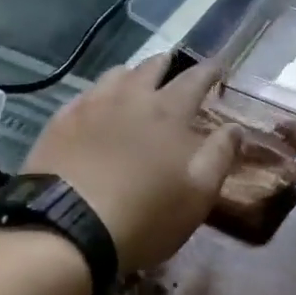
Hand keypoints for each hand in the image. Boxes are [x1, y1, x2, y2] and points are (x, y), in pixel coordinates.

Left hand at [24, 54, 240, 271]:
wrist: (64, 230)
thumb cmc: (143, 216)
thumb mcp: (197, 194)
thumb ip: (220, 156)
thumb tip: (235, 127)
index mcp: (168, 112)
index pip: (195, 79)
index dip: (210, 70)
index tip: (219, 65)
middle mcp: (131, 97)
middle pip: (152, 67)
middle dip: (168, 64)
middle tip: (175, 66)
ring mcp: (91, 106)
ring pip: (116, 74)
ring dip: (132, 74)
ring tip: (136, 81)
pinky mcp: (60, 122)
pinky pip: (84, 95)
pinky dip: (99, 93)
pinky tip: (96, 104)